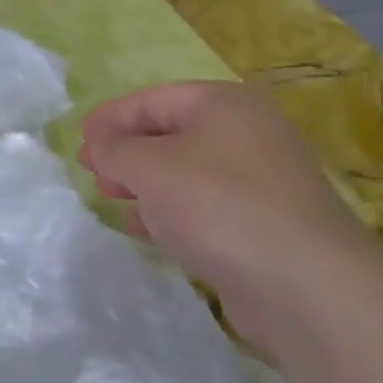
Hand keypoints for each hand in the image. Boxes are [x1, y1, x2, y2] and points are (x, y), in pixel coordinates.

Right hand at [78, 81, 382, 354]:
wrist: (303, 284)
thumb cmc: (217, 204)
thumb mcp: (149, 167)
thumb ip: (115, 150)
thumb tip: (100, 145)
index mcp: (224, 105)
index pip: (155, 98)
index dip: (112, 116)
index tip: (79, 138)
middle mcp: (247, 134)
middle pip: (171, 133)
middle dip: (126, 151)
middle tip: (90, 170)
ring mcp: (258, 182)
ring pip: (185, 172)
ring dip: (143, 183)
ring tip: (109, 198)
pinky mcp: (261, 225)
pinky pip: (202, 207)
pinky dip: (168, 211)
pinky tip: (143, 228)